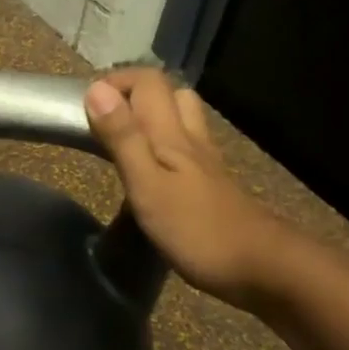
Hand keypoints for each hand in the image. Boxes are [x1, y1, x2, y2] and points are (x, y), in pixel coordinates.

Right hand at [85, 68, 294, 306]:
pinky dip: (165, 145)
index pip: (148, 82)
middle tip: (105, 118)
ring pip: (183, 120)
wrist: (264, 268)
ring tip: (126, 138)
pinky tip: (152, 170)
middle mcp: (192, 140)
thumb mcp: (147, 185)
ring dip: (154, 117)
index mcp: (172, 135)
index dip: (116, 81)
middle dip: (136, 94)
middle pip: (171, 94)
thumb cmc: (197, 230)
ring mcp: (207, 163)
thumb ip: (123, 138)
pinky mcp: (213, 186)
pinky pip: (188, 149)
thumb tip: (97, 90)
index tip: (85, 104)